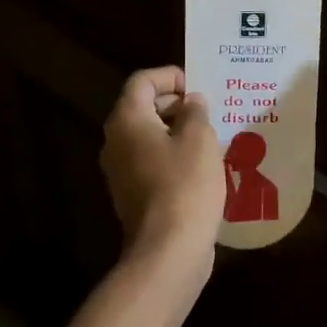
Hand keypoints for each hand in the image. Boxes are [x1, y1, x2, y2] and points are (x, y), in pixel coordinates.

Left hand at [100, 67, 221, 276]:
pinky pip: (151, 161)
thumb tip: (191, 102)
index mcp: (128, 120)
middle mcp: (116, 141)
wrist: (169, 249)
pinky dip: (173, 155)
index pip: (142, 81)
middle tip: (209, 111)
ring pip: (148, 136)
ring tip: (211, 136)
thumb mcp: (199, 139)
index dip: (171, 76)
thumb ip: (195, 112)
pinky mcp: (132, 194)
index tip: (199, 88)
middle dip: (176, 104)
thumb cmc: (185, 185)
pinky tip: (202, 166)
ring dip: (177, 131)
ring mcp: (121, 171)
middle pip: (142, 107)